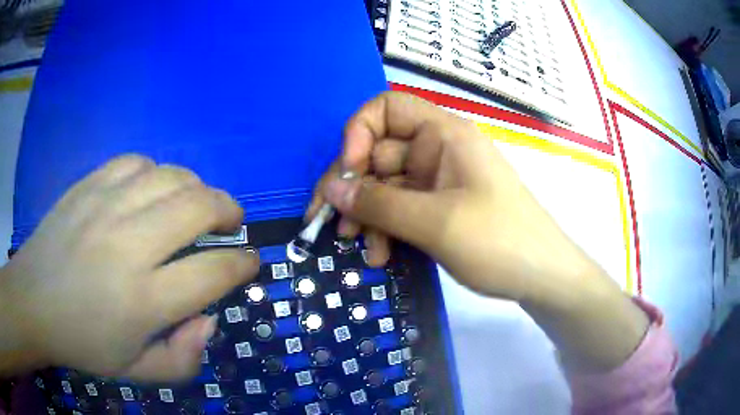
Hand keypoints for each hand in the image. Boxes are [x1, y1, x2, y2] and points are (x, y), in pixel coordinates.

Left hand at [0, 155, 258, 379]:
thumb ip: (183, 359)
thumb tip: (209, 320)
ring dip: (197, 188)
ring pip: (172, 177)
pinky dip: (156, 173)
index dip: (242, 264)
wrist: (33, 301)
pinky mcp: (89, 185)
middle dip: (229, 211)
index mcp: (142, 300)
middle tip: (231, 224)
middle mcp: (128, 245)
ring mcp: (105, 206)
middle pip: (199, 207)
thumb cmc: (83, 343)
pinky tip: (152, 190)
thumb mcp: (137, 372)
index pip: (212, 272)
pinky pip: (137, 162)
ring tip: (196, 204)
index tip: (250, 261)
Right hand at [309, 92, 648, 371]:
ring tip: (361, 249)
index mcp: (444, 135)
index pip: (387, 108)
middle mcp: (437, 151)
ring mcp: (438, 182)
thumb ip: (379, 204)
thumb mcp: (436, 222)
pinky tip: (382, 256)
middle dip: (354, 189)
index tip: (348, 173)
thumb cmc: (499, 242)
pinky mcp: (438, 209)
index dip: (359, 133)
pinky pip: (400, 210)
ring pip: (385, 187)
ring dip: (368, 217)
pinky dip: (386, 230)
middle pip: (378, 154)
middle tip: (332, 224)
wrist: (541, 276)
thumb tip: (331, 190)